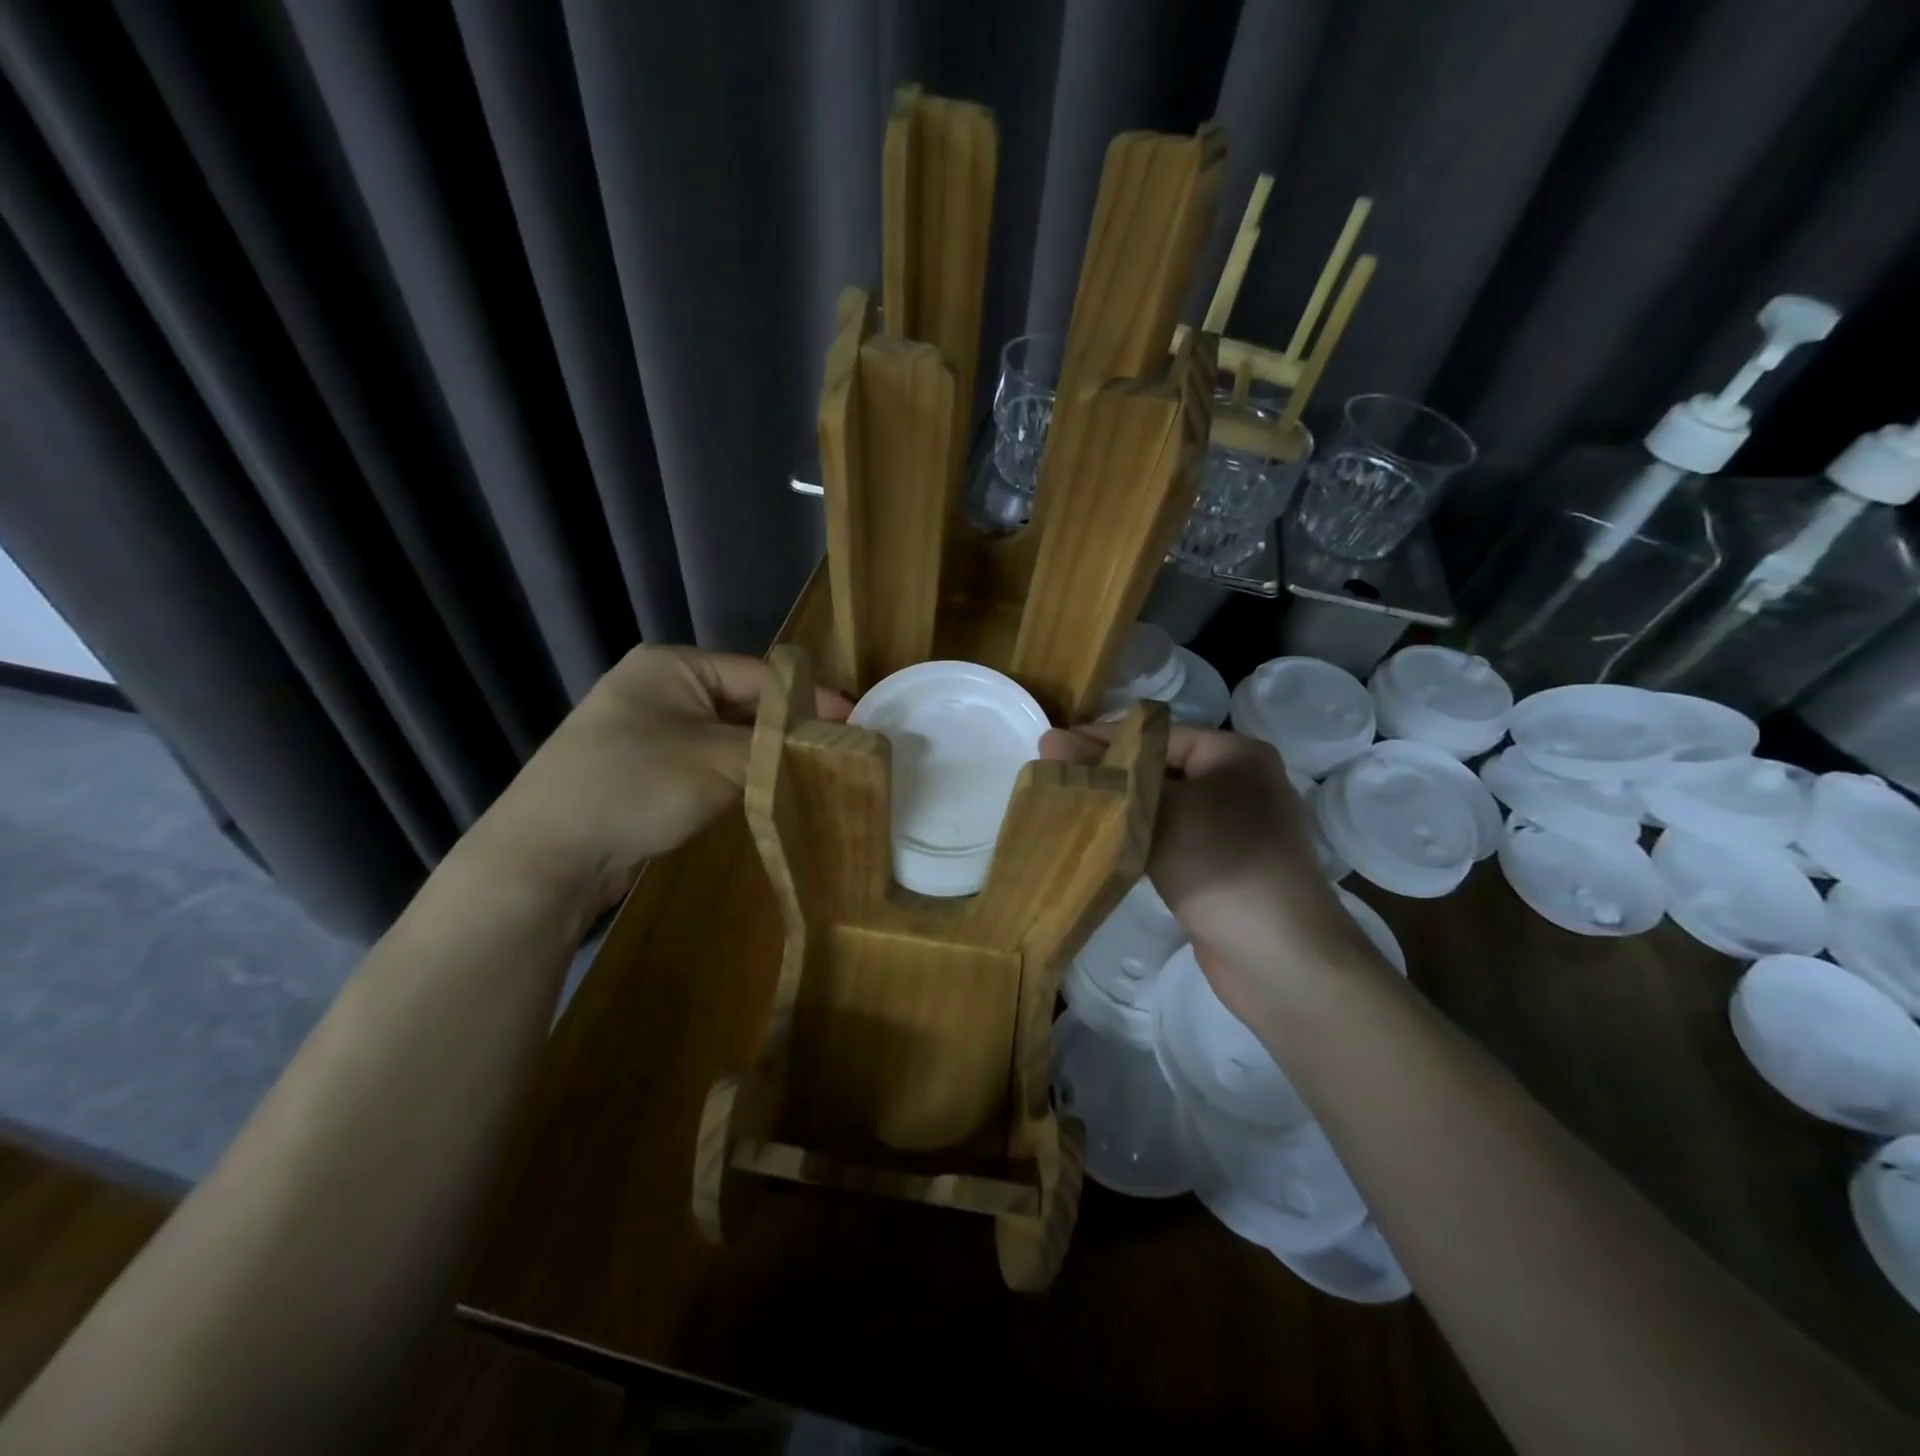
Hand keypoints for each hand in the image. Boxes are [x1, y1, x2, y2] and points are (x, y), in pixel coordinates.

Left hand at [480, 646, 849, 912]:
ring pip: (727, 738)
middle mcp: (660, 689)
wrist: (547, 855)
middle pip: (744, 704)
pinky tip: (767, 794)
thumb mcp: (721, 760)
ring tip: (814, 775)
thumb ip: (780, 746)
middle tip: (839, 754)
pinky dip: (737, 777)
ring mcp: (649, 732)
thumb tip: (833, 739)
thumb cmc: (636, 785)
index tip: (856, 725)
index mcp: (673, 665)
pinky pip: (706, 764)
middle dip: (788, 730)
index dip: (810, 699)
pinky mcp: (645, 771)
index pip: (760, 674)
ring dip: (764, 757)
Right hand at [1042, 723, 1362, 1023]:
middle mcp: (1240, 783)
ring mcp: (1235, 829)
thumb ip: (1107, 774)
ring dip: (1121, 810)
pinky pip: (1173, 840)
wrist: (1280, 958)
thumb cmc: (1223, 863)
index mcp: (1236, 754)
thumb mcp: (1161, 808)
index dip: (1102, 739)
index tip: (1052, 748)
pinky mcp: (1224, 867)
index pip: (1156, 734)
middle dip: (1109, 775)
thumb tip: (1050, 739)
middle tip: (1055, 781)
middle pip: (1159, 768)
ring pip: (1164, 807)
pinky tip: (1102, 845)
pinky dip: (1140, 840)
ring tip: (1068, 810)